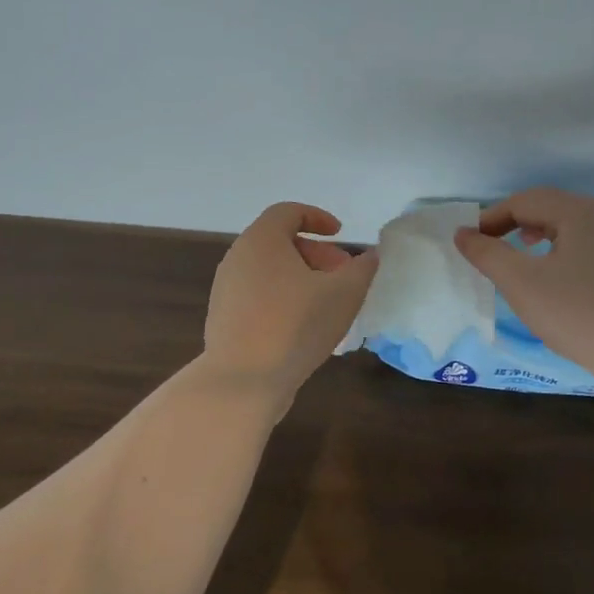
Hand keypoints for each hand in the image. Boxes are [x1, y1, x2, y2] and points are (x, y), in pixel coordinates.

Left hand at [203, 203, 378, 398]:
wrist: (242, 382)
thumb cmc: (295, 326)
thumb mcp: (343, 294)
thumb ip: (362, 269)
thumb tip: (370, 255)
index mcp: (261, 241)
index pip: (288, 212)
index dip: (317, 217)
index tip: (340, 235)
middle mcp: (238, 258)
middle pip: (279, 242)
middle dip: (316, 254)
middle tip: (342, 276)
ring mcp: (226, 290)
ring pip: (269, 271)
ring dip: (301, 278)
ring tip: (328, 304)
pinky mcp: (223, 319)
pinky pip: (258, 296)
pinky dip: (283, 299)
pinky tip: (303, 328)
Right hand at [454, 189, 593, 387]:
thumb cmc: (576, 311)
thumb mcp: (520, 282)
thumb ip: (487, 254)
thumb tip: (462, 234)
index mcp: (576, 212)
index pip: (522, 202)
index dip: (490, 219)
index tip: (468, 245)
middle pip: (545, 210)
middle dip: (511, 225)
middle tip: (487, 249)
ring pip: (563, 232)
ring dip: (532, 240)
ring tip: (514, 261)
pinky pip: (577, 253)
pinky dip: (553, 259)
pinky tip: (546, 286)